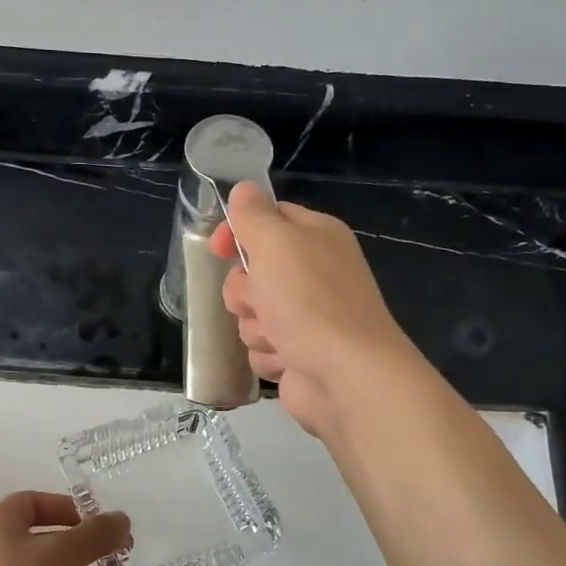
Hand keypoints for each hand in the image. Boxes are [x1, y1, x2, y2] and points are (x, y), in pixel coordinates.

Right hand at [210, 183, 419, 439]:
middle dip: (245, 290)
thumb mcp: (275, 243)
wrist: (346, 375)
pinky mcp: (298, 354)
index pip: (269, 218)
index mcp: (316, 236)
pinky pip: (261, 348)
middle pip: (251, 272)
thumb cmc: (309, 301)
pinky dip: (269, 355)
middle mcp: (314, 273)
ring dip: (256, 326)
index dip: (239, 231)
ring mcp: (307, 317)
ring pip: (251, 314)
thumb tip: (243, 190)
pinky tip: (287, 360)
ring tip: (279, 336)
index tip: (218, 248)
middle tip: (261, 299)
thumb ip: (253, 215)